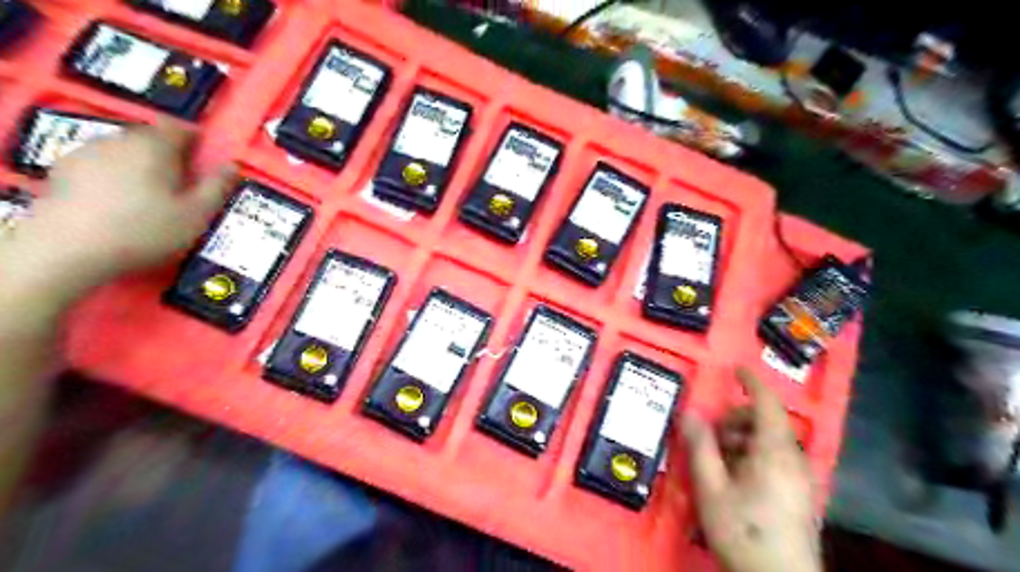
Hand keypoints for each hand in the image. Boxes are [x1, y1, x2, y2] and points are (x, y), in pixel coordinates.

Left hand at [6, 118, 234, 298]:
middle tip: (184, 181)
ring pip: (125, 149)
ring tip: (152, 192)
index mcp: (155, 146)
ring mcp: (87, 152)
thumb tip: (233, 165)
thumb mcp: (197, 214)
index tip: (206, 159)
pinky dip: (116, 173)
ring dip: (142, 163)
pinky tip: (121, 199)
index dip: (196, 139)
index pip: (179, 127)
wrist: (68, 248)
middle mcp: (120, 139)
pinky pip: (102, 163)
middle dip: (169, 153)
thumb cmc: (146, 229)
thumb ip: (217, 186)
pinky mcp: (64, 170)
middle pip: (151, 136)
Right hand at [685, 368, 819, 570]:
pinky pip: (776, 460)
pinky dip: (753, 456)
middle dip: (737, 420)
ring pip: (770, 443)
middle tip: (711, 437)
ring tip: (718, 462)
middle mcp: (794, 460)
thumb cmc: (743, 531)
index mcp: (775, 452)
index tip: (736, 369)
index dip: (753, 383)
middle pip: (766, 423)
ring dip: (742, 440)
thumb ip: (700, 446)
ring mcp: (801, 479)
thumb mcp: (711, 488)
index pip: (768, 405)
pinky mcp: (800, 496)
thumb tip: (689, 413)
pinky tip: (735, 478)